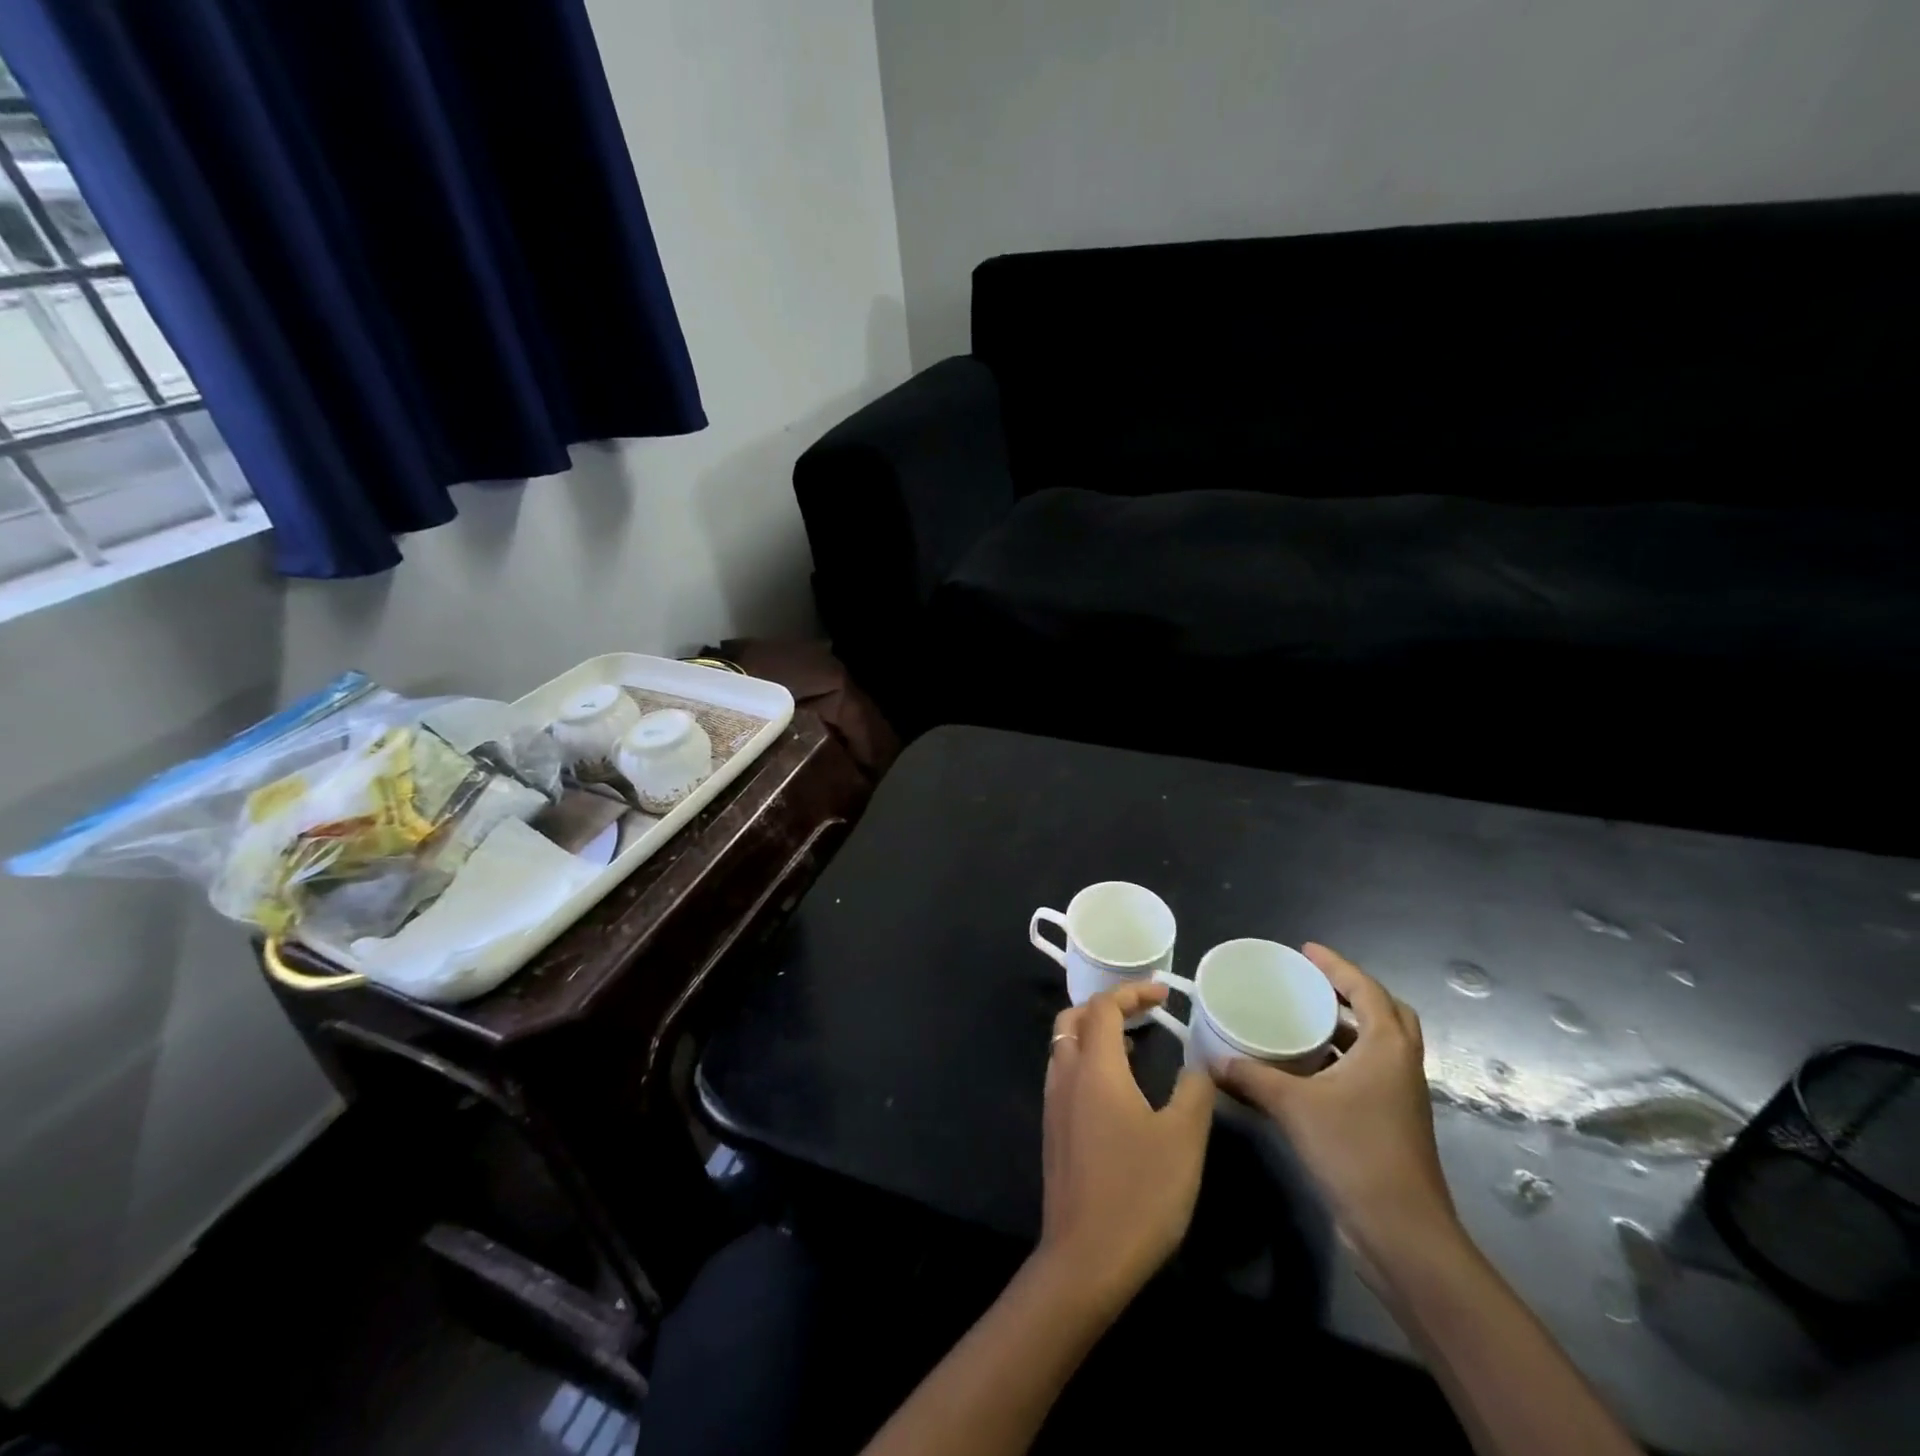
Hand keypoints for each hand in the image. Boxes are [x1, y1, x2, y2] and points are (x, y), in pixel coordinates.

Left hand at [1037, 982, 1215, 1309]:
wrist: (1085, 1259)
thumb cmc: (1139, 1192)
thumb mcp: (1183, 1140)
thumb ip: (1194, 1092)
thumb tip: (1198, 1064)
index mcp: (1095, 1067)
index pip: (1104, 1007)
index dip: (1132, 992)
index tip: (1164, 993)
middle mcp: (1066, 1075)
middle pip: (1073, 1018)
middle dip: (1105, 1006)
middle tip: (1143, 1013)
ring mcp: (1053, 1103)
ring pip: (1064, 1045)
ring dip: (1093, 1033)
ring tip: (1133, 1045)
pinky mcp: (1052, 1130)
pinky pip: (1064, 1073)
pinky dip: (1086, 1060)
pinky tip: (1116, 1088)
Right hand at [1217, 944, 1458, 1266]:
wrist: (1402, 1232)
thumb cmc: (1354, 1151)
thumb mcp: (1293, 1106)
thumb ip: (1251, 1078)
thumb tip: (1210, 1060)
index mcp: (1387, 1048)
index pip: (1366, 990)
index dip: (1337, 966)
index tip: (1306, 951)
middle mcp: (1400, 1065)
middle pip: (1386, 1013)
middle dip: (1352, 993)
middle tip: (1313, 983)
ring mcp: (1400, 1097)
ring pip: (1378, 1046)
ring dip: (1347, 1027)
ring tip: (1304, 1018)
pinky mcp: (1391, 1123)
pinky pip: (1367, 1073)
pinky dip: (1341, 1060)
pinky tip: (1305, 1069)